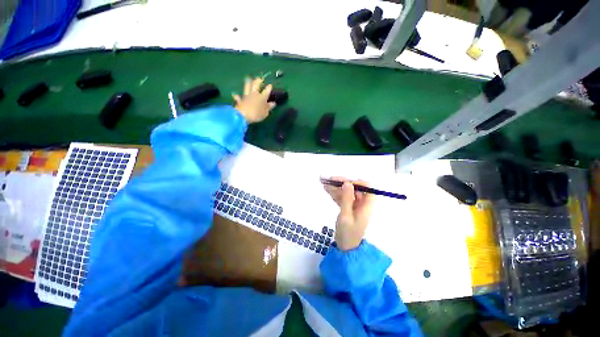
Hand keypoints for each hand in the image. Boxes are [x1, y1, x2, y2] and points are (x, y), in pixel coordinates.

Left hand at [232, 77, 275, 122]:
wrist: (243, 115)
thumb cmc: (257, 114)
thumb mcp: (265, 112)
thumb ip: (269, 107)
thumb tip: (273, 103)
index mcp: (262, 98)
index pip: (266, 91)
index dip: (269, 88)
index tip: (270, 85)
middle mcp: (254, 95)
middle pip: (256, 86)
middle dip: (258, 81)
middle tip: (259, 78)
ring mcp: (246, 97)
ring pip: (247, 88)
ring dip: (247, 83)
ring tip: (248, 78)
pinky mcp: (240, 101)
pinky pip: (238, 98)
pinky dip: (237, 96)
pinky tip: (235, 94)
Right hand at [324, 177, 374, 250]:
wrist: (345, 247)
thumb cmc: (348, 233)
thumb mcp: (346, 215)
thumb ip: (346, 198)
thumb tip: (347, 182)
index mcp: (366, 205)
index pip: (367, 188)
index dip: (357, 182)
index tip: (345, 181)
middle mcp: (362, 204)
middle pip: (354, 189)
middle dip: (342, 183)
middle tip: (330, 180)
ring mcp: (354, 206)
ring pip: (346, 193)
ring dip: (336, 188)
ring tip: (324, 184)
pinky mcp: (348, 208)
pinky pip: (342, 198)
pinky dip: (335, 194)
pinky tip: (327, 190)